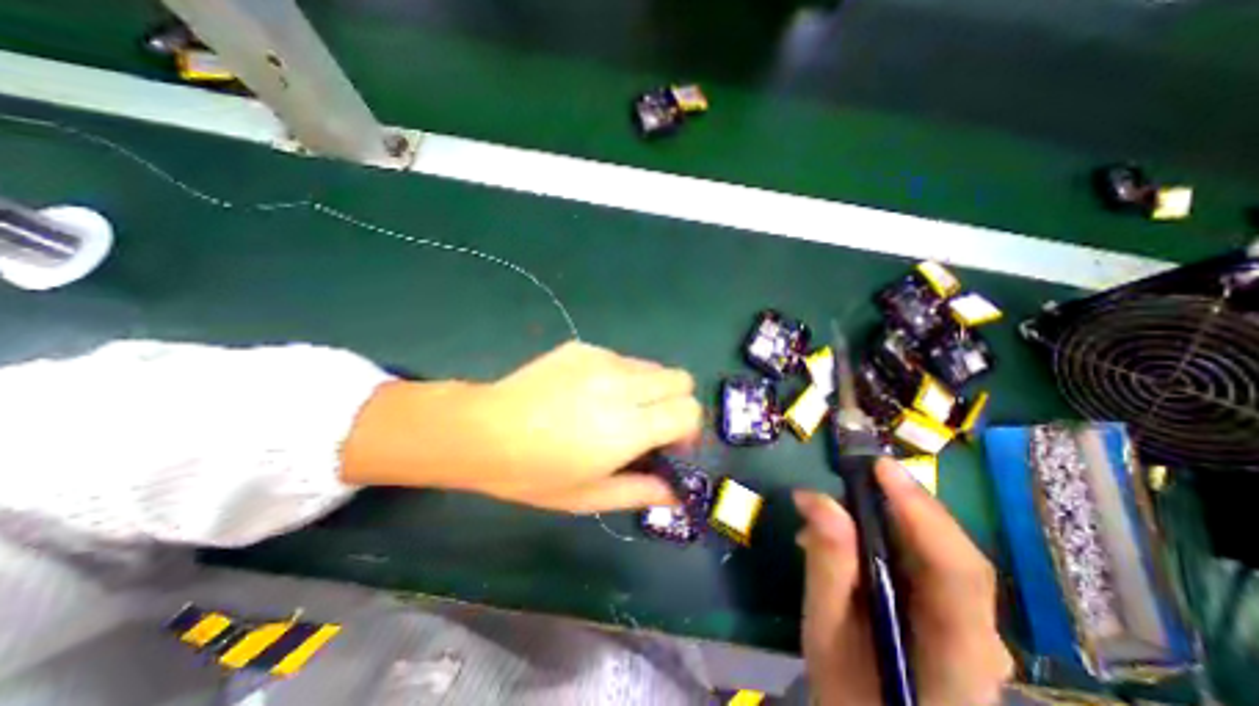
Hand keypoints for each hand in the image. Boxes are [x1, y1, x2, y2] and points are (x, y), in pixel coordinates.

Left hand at [341, 343, 704, 511]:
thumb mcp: (588, 497)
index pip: (688, 411)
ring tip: (618, 410)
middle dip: (676, 403)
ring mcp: (602, 360)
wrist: (483, 430)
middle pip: (680, 379)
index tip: (669, 444)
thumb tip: (675, 493)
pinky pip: (622, 360)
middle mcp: (622, 386)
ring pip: (653, 367)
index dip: (688, 429)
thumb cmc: (533, 473)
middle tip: (651, 425)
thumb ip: (640, 492)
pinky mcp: (584, 348)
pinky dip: (621, 378)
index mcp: (626, 427)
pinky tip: (588, 394)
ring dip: (649, 390)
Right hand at [796, 461, 1010, 702]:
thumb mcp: (825, 632)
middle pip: (953, 552)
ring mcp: (976, 627)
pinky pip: (927, 559)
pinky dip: (889, 532)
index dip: (920, 512)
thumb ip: (828, 567)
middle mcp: (983, 637)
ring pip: (940, 550)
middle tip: (853, 472)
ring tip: (838, 505)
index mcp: (958, 656)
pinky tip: (850, 531)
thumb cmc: (850, 696)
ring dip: (891, 515)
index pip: (957, 573)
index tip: (878, 468)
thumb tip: (816, 499)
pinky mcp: (957, 615)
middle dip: (904, 503)